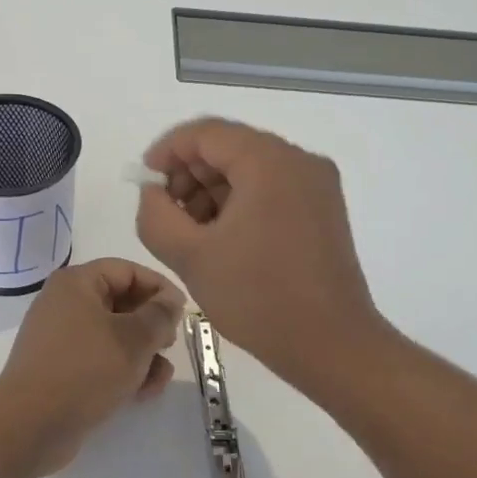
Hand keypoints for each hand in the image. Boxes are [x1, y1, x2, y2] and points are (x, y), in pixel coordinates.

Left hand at [0, 258, 186, 476]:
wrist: (31, 425)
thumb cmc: (86, 370)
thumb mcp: (134, 339)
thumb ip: (160, 315)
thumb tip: (170, 301)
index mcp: (76, 283)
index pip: (127, 270)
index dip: (160, 287)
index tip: (184, 312)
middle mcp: (65, 304)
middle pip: (121, 303)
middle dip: (152, 326)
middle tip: (170, 345)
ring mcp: (60, 338)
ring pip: (114, 335)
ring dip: (142, 354)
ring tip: (158, 378)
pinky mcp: (61, 369)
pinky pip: (99, 359)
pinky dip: (122, 370)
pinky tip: (142, 393)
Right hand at [135, 118, 386, 389]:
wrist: (332, 344)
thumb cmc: (258, 297)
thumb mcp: (190, 256)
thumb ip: (156, 214)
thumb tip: (154, 192)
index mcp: (269, 161)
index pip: (206, 133)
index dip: (167, 151)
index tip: (145, 182)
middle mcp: (299, 161)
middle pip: (230, 147)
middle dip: (189, 174)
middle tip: (165, 213)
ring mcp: (317, 185)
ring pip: (250, 169)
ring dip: (212, 191)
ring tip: (190, 233)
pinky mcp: (323, 210)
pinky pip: (271, 189)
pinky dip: (239, 203)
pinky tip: (221, 239)